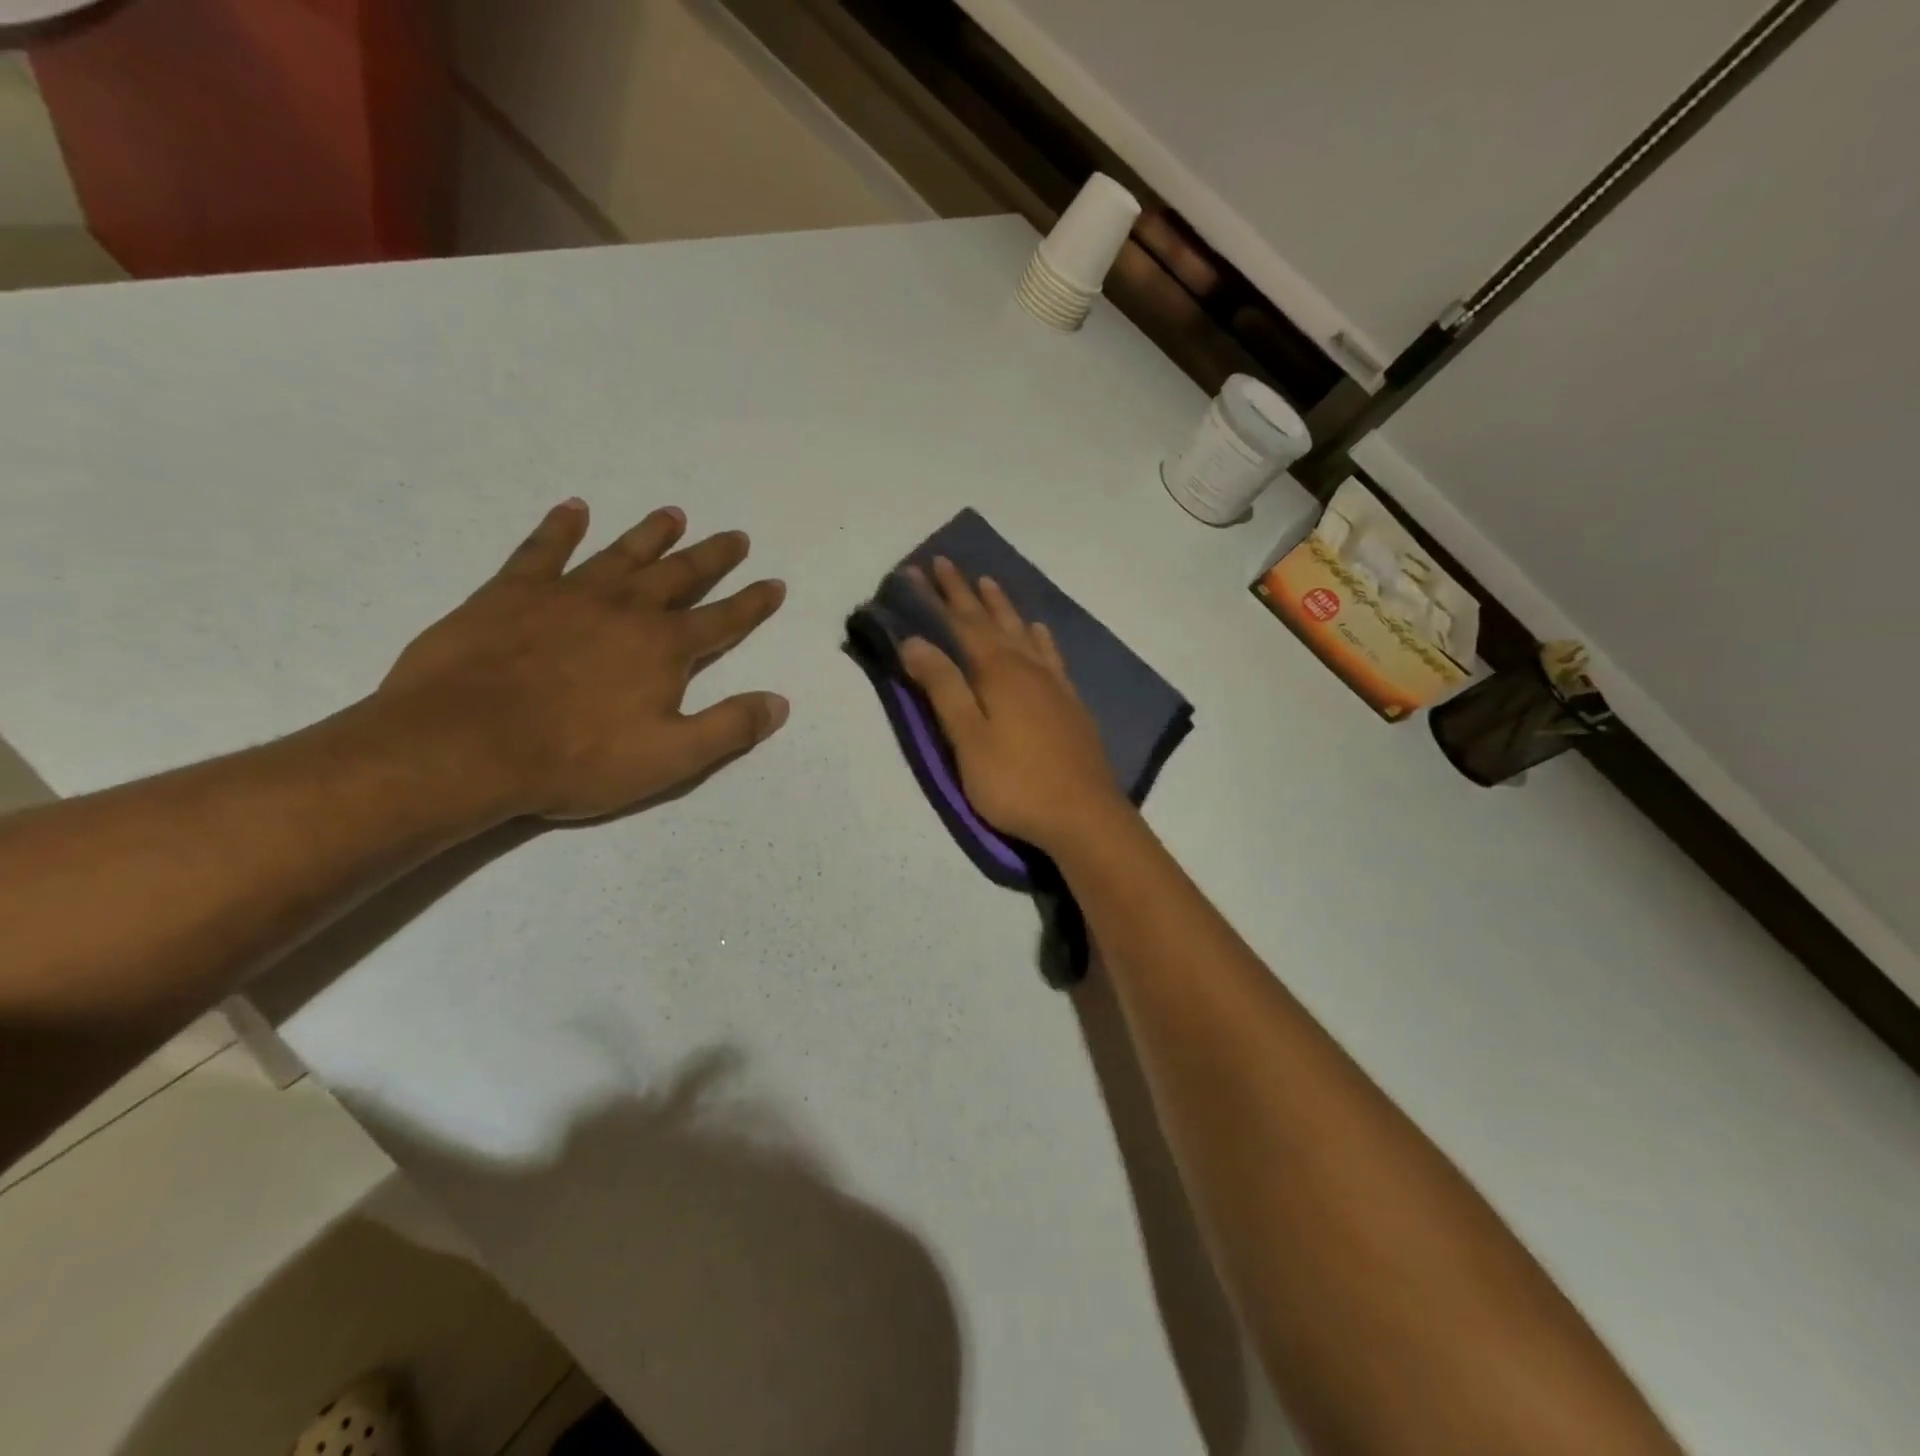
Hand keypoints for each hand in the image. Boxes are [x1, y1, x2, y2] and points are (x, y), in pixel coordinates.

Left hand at [378, 498, 788, 819]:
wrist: (463, 746)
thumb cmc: (576, 759)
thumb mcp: (670, 759)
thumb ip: (730, 728)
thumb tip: (780, 703)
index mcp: (664, 648)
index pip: (723, 620)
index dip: (753, 603)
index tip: (774, 583)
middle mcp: (625, 609)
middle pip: (680, 575)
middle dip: (712, 557)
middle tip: (736, 536)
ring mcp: (568, 594)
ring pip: (622, 553)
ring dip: (651, 534)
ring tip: (674, 513)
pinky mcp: (512, 592)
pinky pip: (544, 549)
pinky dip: (561, 527)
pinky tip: (574, 508)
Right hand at [899, 557, 1134, 853]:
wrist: (1084, 815)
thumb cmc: (1016, 783)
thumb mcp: (968, 739)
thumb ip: (944, 688)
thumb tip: (915, 641)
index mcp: (998, 673)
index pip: (961, 624)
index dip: (938, 598)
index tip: (918, 570)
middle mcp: (1027, 668)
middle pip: (992, 621)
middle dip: (966, 593)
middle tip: (947, 563)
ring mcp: (1054, 684)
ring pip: (1023, 632)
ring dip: (1003, 607)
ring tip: (990, 583)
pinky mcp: (1070, 703)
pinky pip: (1052, 655)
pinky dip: (1040, 637)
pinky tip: (1039, 631)